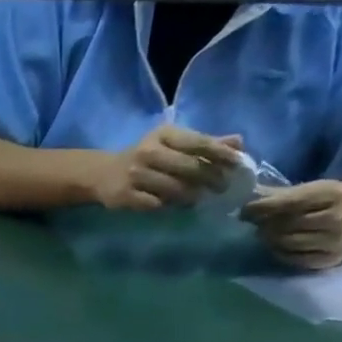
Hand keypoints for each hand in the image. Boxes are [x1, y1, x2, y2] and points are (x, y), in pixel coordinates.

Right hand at [84, 125, 242, 209]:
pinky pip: (154, 204)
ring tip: (200, 199)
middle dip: (210, 178)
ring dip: (191, 196)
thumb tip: (239, 143)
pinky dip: (168, 207)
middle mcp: (148, 152)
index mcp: (163, 135)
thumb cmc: (145, 158)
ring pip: (172, 188)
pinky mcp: (124, 195)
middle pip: (188, 167)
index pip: (198, 142)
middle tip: (222, 188)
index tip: (237, 165)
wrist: (102, 174)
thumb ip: (204, 143)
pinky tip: (175, 207)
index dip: (220, 154)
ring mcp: (135, 175)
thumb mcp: (172, 144)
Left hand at [241, 180, 341, 268]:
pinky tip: (276, 245)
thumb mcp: (303, 189)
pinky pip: (294, 259)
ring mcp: (337, 240)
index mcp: (334, 193)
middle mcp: (340, 217)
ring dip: (270, 239)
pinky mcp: (331, 259)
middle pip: (287, 224)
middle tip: (256, 223)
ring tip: (265, 233)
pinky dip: (279, 253)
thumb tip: (242, 198)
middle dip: (265, 224)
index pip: (290, 202)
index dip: (263, 207)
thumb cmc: (320, 200)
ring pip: (288, 243)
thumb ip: (273, 194)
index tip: (245, 210)